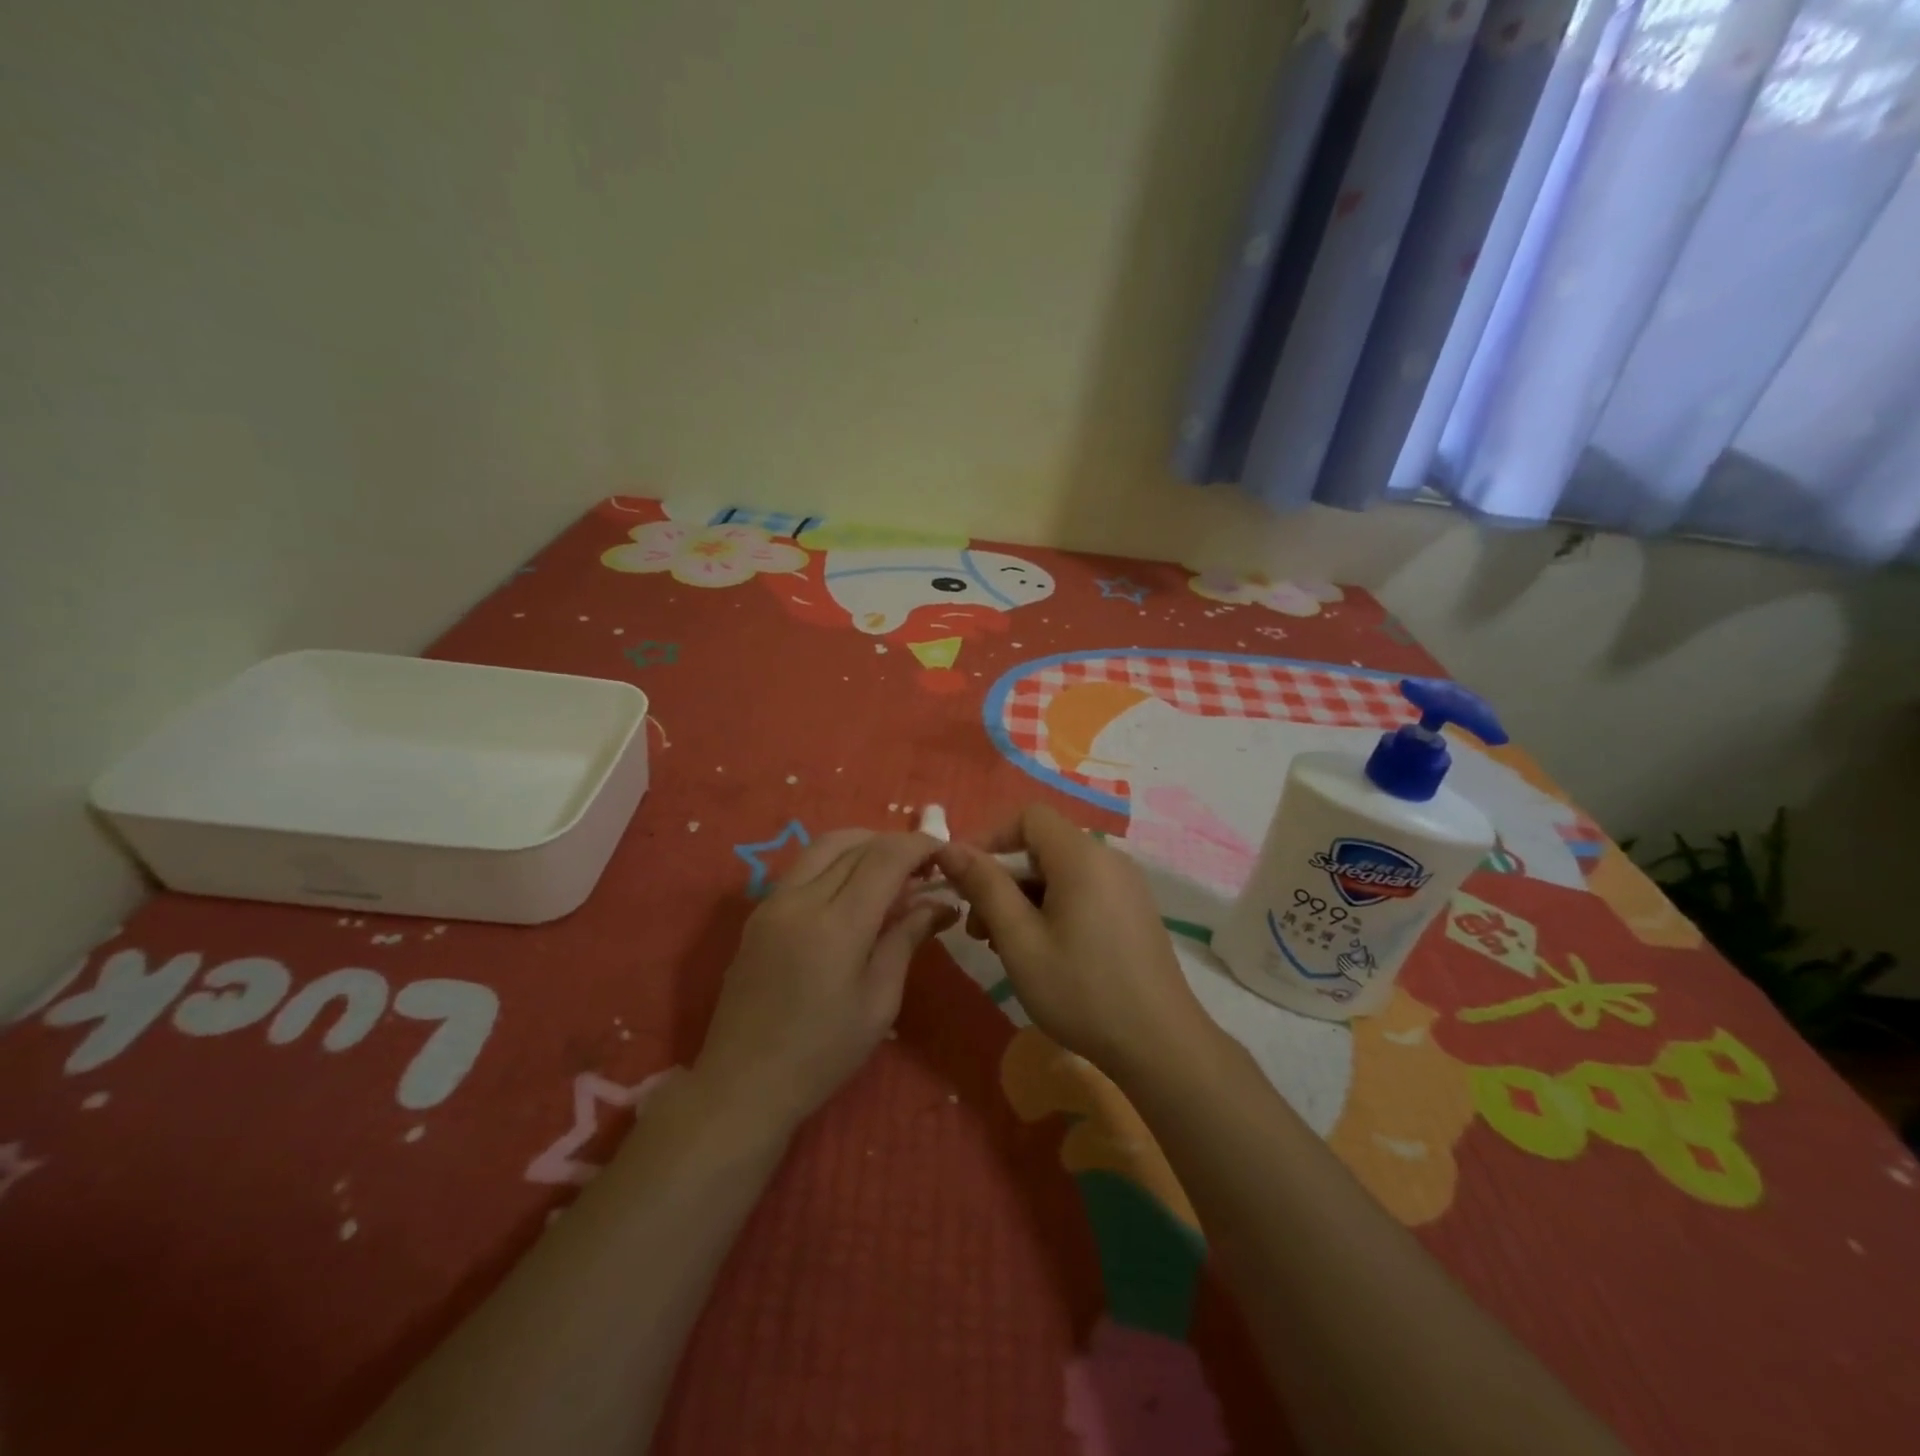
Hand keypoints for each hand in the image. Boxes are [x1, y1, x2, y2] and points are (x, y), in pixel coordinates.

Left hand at [694, 829, 950, 1134]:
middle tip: (924, 867)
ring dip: (863, 845)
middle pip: (855, 844)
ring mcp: (773, 902)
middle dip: (895, 844)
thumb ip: (907, 939)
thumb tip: (941, 902)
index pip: (886, 858)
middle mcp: (801, 899)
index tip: (946, 853)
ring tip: (892, 872)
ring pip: (824, 846)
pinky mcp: (759, 912)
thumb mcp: (879, 1002)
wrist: (742, 1085)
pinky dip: (836, 861)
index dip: (920, 846)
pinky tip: (854, 889)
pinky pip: (803, 866)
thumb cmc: (822, 1054)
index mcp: (837, 924)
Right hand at [934, 804, 1212, 1075]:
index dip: (990, 839)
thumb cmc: (1080, 990)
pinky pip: (1083, 892)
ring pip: (1060, 873)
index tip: (963, 878)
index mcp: (1081, 856)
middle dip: (1003, 879)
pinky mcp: (1133, 911)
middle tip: (977, 928)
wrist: (1160, 1044)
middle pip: (1042, 847)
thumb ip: (984, 886)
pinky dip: (1052, 909)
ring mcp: (1125, 885)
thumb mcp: (1019, 939)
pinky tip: (1040, 952)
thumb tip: (949, 847)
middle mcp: (1108, 859)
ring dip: (1024, 899)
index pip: (1028, 817)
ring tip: (1003, 947)